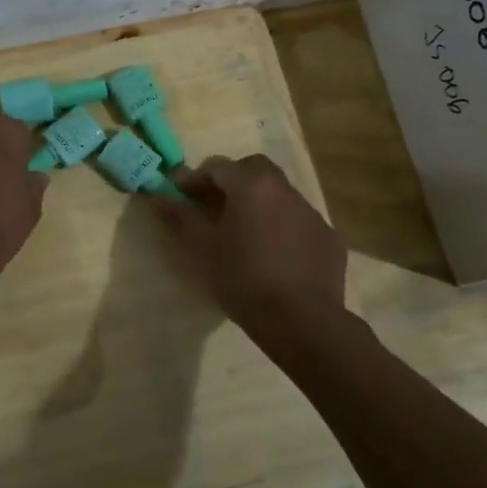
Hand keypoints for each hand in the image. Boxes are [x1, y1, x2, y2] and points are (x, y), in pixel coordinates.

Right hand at [153, 154, 345, 330]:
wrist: (301, 320)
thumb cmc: (242, 278)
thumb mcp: (201, 248)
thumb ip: (179, 216)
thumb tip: (158, 196)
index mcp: (251, 185)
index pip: (217, 167)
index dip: (194, 178)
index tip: (180, 196)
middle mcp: (284, 189)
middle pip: (253, 170)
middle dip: (231, 181)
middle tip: (213, 206)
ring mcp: (311, 213)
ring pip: (278, 195)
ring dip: (258, 204)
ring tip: (243, 233)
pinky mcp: (328, 239)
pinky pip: (297, 222)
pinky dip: (281, 228)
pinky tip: (273, 255)